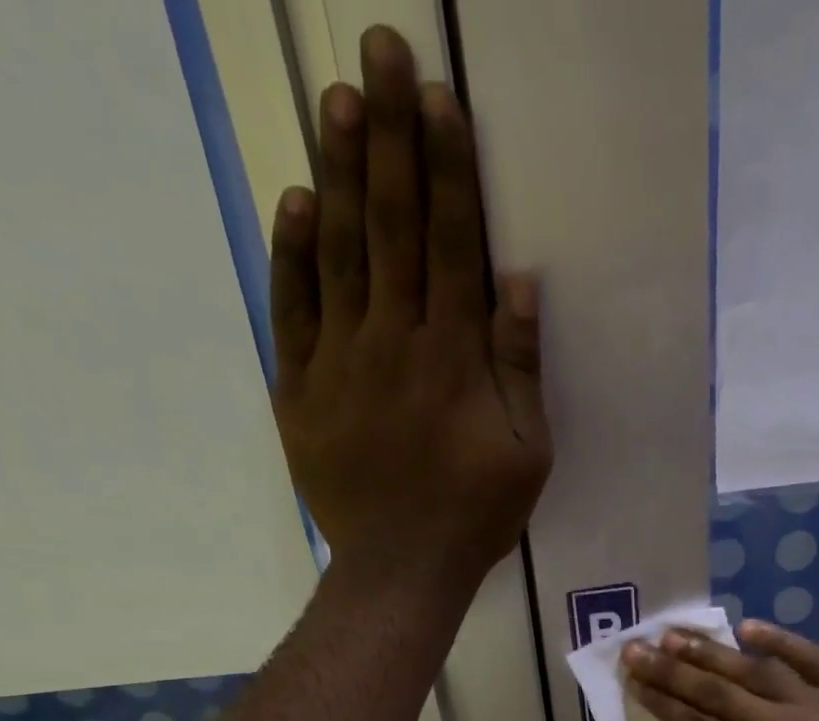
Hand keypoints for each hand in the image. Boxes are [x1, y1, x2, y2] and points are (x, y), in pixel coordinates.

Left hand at [270, 27, 551, 594]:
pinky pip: (292, 310)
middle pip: (390, 226)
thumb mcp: (526, 452)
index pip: (450, 244)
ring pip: (338, 253)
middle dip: (389, 136)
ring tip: (337, 99)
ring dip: (338, 172)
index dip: (447, 170)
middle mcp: (393, 342)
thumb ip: (521, 368)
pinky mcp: (299, 389)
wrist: (401, 568)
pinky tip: (295, 200)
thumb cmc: (475, 515)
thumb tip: (518, 282)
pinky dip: (292, 254)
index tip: (440, 101)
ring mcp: (339, 363)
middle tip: (380, 52)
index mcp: (453, 357)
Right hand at [623, 620, 818, 720]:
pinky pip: (812, 657)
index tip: (634, 679)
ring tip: (677, 633)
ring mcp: (818, 703)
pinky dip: (781, 640)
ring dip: (713, 651)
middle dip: (672, 668)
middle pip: (716, 691)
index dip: (662, 701)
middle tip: (638, 645)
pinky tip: (751, 627)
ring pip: (754, 669)